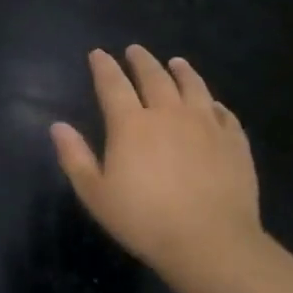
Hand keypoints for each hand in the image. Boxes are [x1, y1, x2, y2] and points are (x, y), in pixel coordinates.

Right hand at [51, 46, 262, 278]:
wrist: (211, 242)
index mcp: (131, 124)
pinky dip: (214, 103)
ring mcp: (206, 125)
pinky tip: (213, 104)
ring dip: (182, 71)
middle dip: (141, 61)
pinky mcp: (235, 142)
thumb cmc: (144, 220)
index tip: (98, 53)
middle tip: (135, 50)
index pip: (113, 84)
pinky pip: (224, 113)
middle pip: (154, 77)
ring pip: (193, 86)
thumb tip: (57, 126)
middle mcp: (169, 114)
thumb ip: (74, 157)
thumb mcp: (96, 194)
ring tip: (176, 62)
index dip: (103, 67)